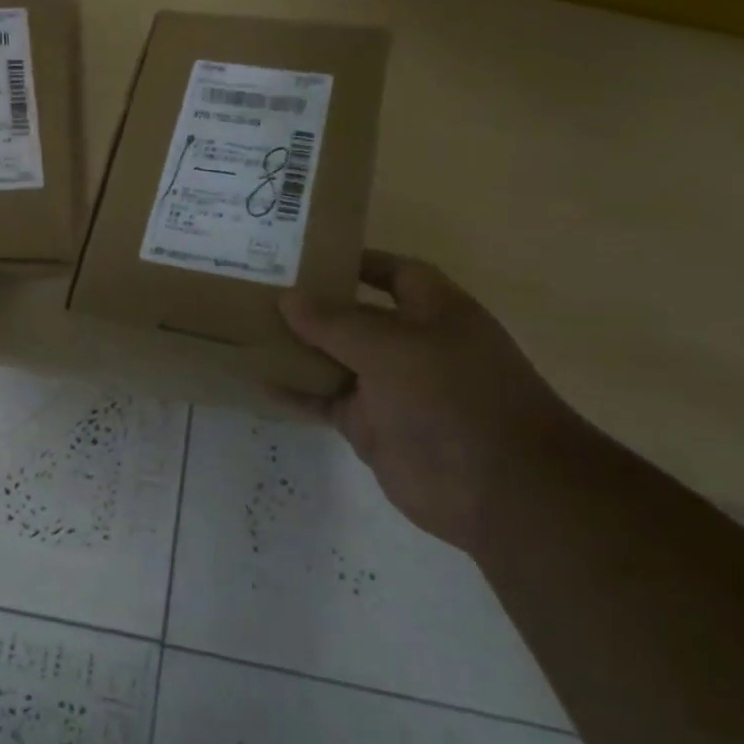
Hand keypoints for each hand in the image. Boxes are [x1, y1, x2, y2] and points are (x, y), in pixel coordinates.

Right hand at [279, 250, 584, 552]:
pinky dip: (295, 392)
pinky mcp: (370, 425)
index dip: (356, 260)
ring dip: (297, 346)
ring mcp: (389, 387)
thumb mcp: (392, 347)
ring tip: (246, 327)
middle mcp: (411, 344)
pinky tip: (258, 379)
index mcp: (434, 311)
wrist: (498, 489)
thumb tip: (288, 299)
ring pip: (333, 358)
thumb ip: (336, 322)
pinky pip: (325, 400)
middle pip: (354, 315)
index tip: (306, 254)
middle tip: (258, 288)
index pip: (394, 272)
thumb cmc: (454, 396)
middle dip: (313, 304)